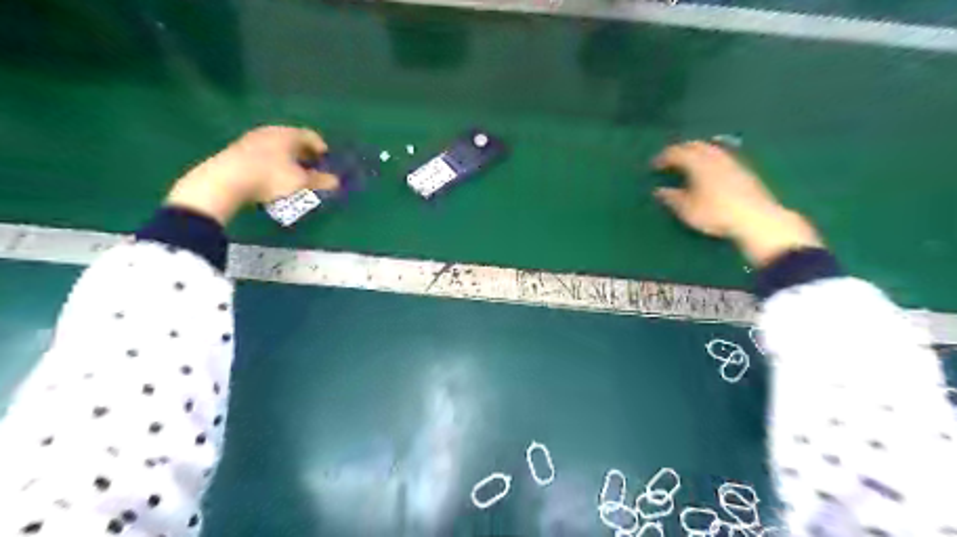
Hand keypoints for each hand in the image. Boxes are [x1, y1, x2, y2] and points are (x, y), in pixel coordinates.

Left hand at [163, 125, 339, 224]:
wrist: (226, 180)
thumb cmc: (271, 177)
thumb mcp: (301, 183)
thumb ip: (321, 181)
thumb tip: (336, 182)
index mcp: (289, 134)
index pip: (311, 136)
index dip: (321, 147)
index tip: (327, 159)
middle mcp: (271, 131)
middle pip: (293, 139)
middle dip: (305, 153)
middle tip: (312, 167)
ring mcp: (252, 139)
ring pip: (278, 146)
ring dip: (288, 158)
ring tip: (293, 173)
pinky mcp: (238, 150)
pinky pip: (264, 153)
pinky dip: (273, 162)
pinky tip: (272, 175)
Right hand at [655, 140, 816, 266]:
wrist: (756, 218)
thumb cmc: (715, 213)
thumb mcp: (687, 209)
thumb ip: (671, 198)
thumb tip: (659, 191)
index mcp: (697, 163)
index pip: (676, 152)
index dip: (663, 157)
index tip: (653, 165)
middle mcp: (714, 156)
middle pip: (695, 145)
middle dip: (680, 150)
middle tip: (669, 159)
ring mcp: (731, 161)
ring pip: (710, 148)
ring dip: (697, 152)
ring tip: (688, 162)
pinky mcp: (743, 170)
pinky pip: (721, 156)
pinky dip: (709, 158)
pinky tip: (709, 169)